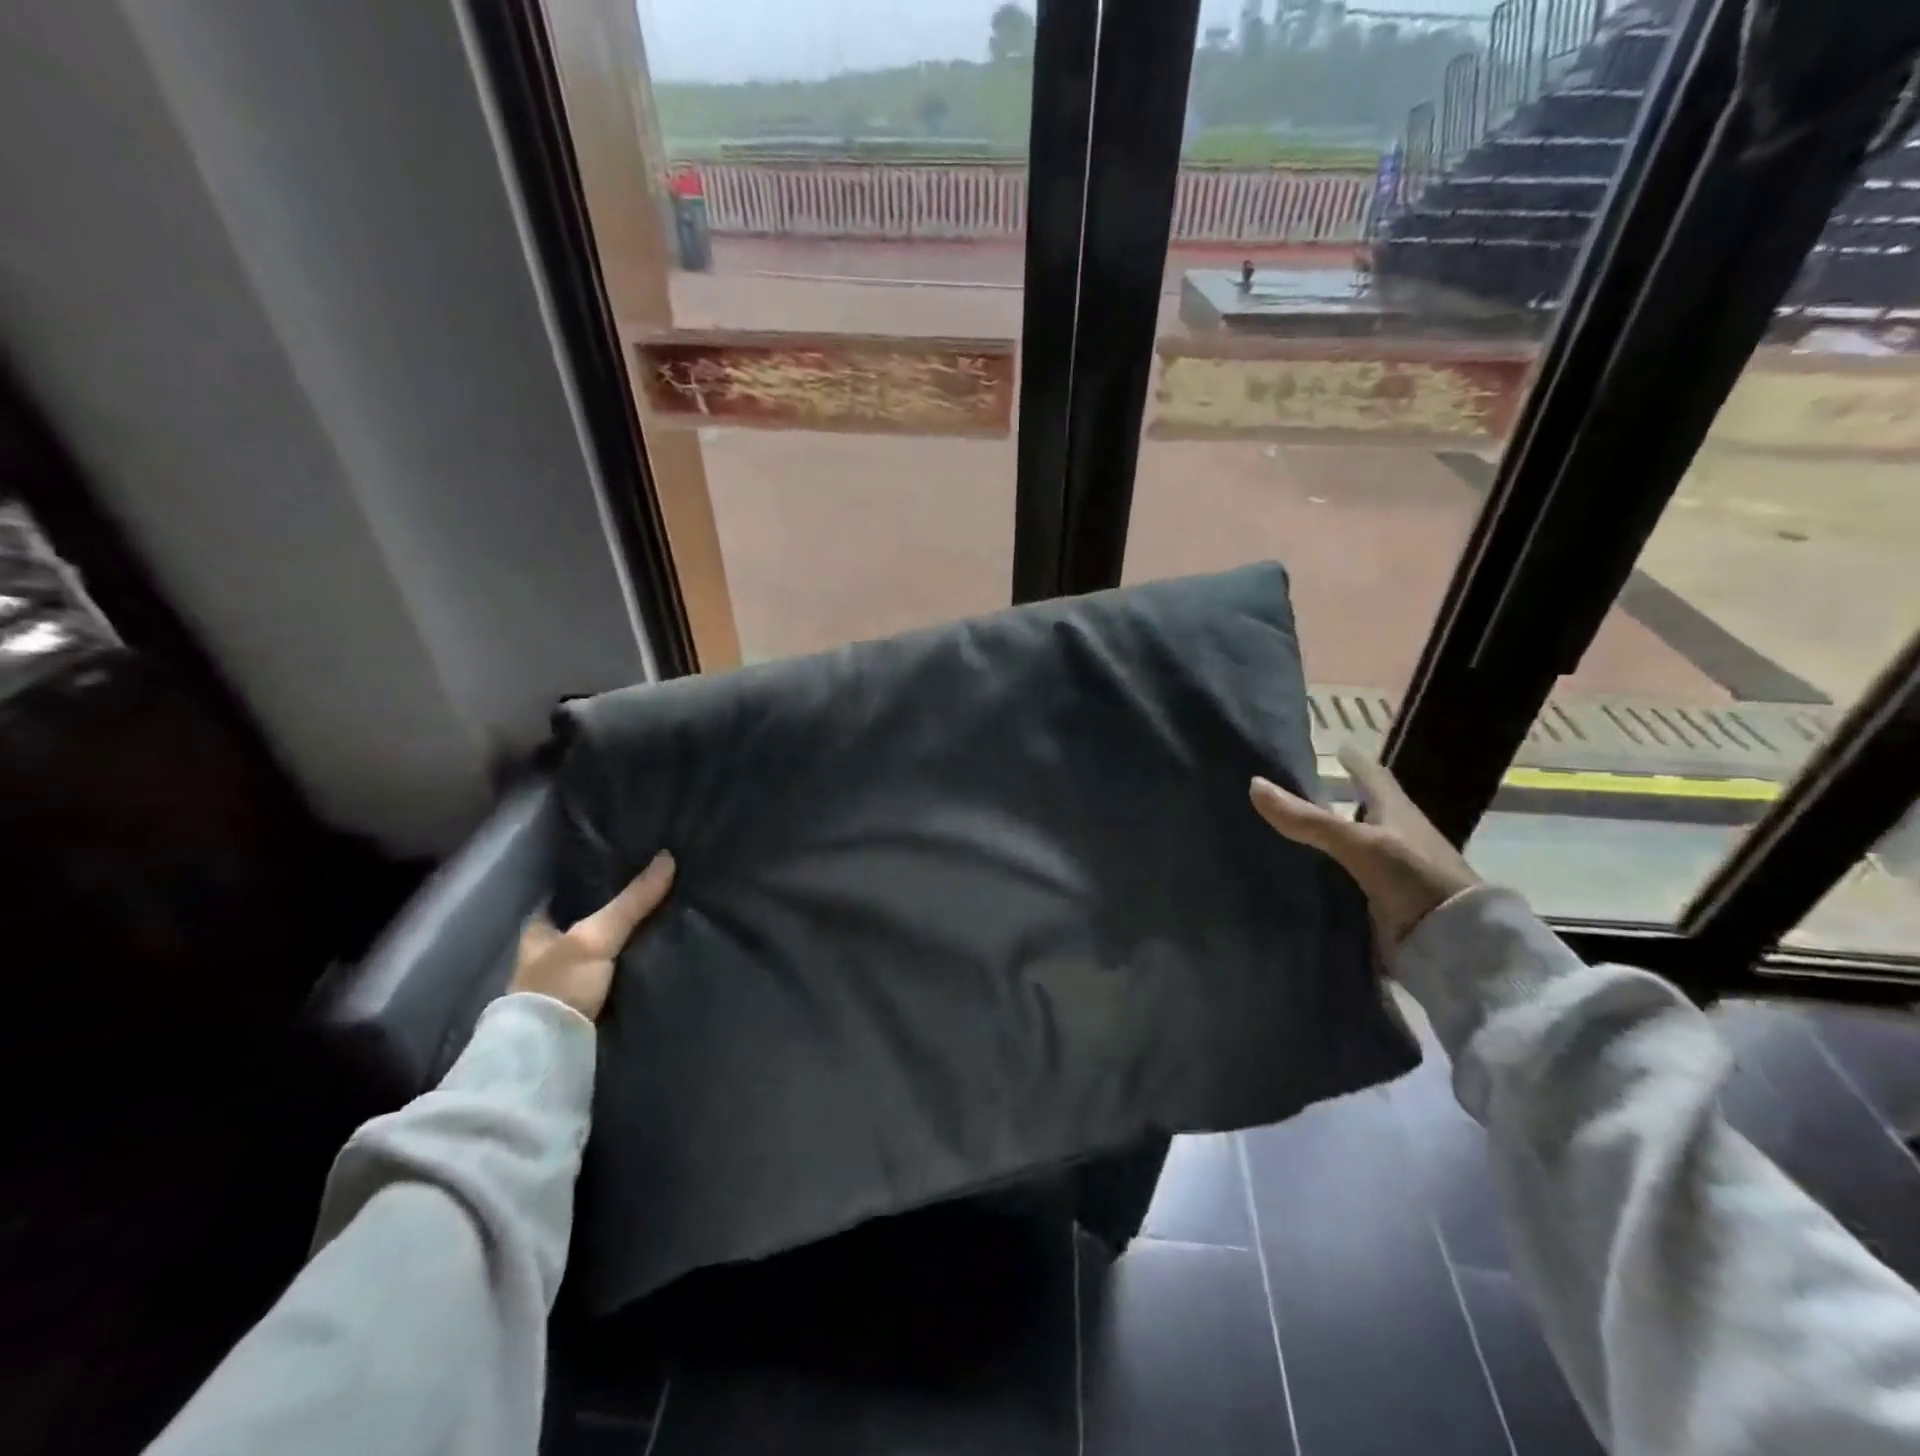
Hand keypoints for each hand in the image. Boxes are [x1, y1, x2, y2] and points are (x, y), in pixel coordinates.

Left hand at [509, 852, 675, 1021]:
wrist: (551, 1053)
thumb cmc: (559, 984)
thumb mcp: (596, 935)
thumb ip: (632, 901)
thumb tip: (668, 857)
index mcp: (539, 931)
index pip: (570, 895)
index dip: (596, 881)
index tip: (628, 866)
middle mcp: (551, 953)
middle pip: (591, 922)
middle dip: (619, 911)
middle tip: (659, 889)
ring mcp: (569, 981)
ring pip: (607, 949)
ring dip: (630, 940)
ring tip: (671, 918)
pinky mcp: (589, 1005)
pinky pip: (618, 974)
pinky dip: (635, 965)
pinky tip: (660, 953)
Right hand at [1250, 747, 1477, 950]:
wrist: (1453, 944)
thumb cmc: (1414, 878)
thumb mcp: (1359, 843)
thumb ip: (1308, 819)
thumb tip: (1254, 785)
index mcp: (1397, 812)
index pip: (1374, 776)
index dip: (1355, 762)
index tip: (1337, 748)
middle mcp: (1395, 837)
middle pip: (1362, 811)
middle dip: (1336, 800)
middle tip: (1297, 791)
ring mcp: (1390, 872)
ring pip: (1351, 847)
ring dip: (1327, 840)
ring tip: (1287, 832)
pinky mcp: (1381, 903)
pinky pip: (1344, 880)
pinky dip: (1324, 875)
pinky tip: (1298, 876)